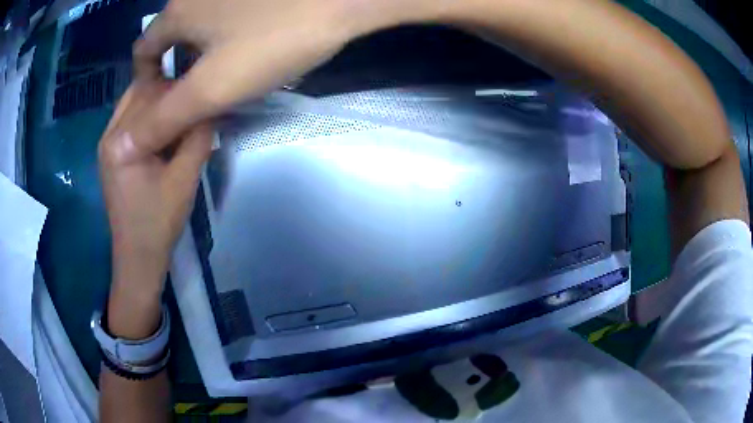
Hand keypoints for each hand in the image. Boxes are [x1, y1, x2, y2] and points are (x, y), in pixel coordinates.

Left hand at [99, 81, 211, 298]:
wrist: (138, 256)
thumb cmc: (159, 223)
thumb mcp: (185, 178)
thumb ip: (198, 138)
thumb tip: (211, 107)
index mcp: (122, 142)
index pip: (155, 96)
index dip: (183, 91)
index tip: (205, 93)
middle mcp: (108, 135)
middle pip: (142, 92)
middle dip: (171, 92)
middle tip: (195, 102)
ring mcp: (106, 142)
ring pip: (136, 102)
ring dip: (160, 101)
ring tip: (182, 113)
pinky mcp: (110, 151)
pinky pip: (131, 118)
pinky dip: (150, 114)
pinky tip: (166, 125)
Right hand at [130, 0, 441, 153]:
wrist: (345, 0)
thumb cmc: (273, 41)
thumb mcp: (211, 88)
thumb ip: (165, 118)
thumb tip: (128, 143)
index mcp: (178, 11)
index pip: (144, 50)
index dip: (146, 82)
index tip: (163, 107)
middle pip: (173, 39)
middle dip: (178, 72)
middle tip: (196, 102)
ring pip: (201, 28)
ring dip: (203, 58)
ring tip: (222, 85)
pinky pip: (227, 18)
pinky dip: (226, 41)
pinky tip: (246, 55)